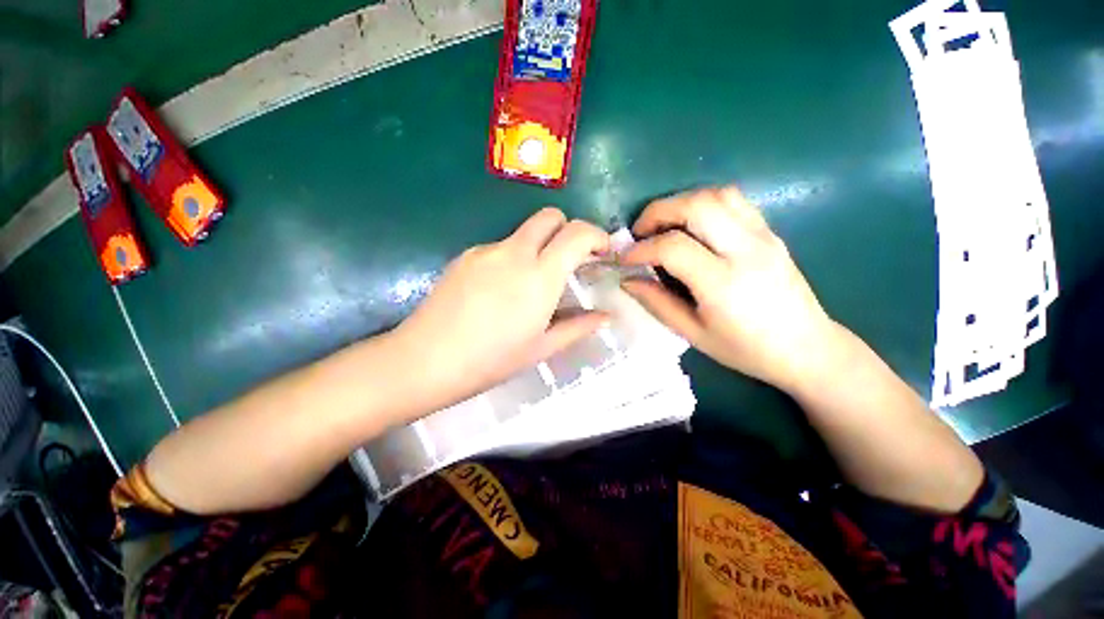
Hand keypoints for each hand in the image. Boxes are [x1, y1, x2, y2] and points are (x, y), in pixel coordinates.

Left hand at [391, 208, 609, 408]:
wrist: (425, 360)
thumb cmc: (491, 360)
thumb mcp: (541, 348)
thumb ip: (578, 327)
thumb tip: (605, 316)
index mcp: (539, 276)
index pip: (576, 233)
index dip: (596, 236)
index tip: (602, 252)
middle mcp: (514, 252)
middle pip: (549, 217)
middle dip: (568, 230)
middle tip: (570, 261)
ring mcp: (486, 250)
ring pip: (524, 233)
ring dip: (539, 247)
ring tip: (531, 285)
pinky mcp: (466, 255)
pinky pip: (500, 247)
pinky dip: (513, 258)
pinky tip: (501, 290)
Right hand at [620, 186, 839, 391]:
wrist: (807, 349)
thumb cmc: (746, 349)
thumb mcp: (693, 333)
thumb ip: (656, 302)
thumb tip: (627, 279)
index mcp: (722, 284)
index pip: (672, 247)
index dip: (640, 248)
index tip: (624, 258)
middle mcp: (745, 251)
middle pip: (696, 205)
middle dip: (658, 212)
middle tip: (640, 231)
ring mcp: (763, 237)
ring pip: (717, 195)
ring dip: (682, 203)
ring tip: (665, 226)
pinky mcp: (771, 233)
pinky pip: (735, 202)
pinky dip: (705, 204)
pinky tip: (694, 226)